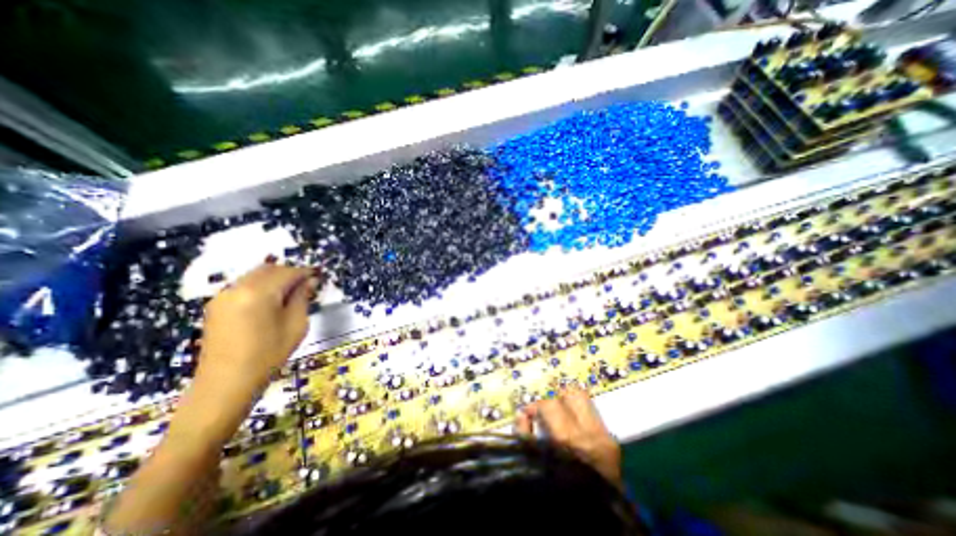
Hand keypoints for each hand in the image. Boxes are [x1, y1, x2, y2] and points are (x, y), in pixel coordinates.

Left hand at [195, 262, 317, 391]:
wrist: (226, 384)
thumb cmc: (268, 355)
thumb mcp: (296, 325)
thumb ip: (302, 298)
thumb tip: (310, 281)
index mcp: (258, 293)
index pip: (287, 272)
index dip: (305, 272)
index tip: (319, 275)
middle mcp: (237, 288)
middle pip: (269, 269)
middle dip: (290, 272)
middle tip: (307, 283)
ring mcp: (223, 296)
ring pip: (255, 275)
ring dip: (275, 278)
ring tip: (292, 292)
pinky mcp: (216, 306)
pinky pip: (244, 285)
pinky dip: (261, 286)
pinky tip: (272, 300)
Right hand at [521, 386, 624, 484]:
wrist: (597, 523)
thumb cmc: (562, 493)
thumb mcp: (536, 465)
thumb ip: (525, 436)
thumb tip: (522, 414)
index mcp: (570, 440)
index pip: (550, 404)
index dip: (535, 406)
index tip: (528, 414)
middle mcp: (591, 433)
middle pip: (573, 394)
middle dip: (556, 398)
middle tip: (547, 411)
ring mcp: (605, 437)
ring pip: (584, 400)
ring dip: (569, 405)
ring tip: (559, 417)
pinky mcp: (613, 443)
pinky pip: (593, 416)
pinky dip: (579, 417)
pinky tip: (572, 430)